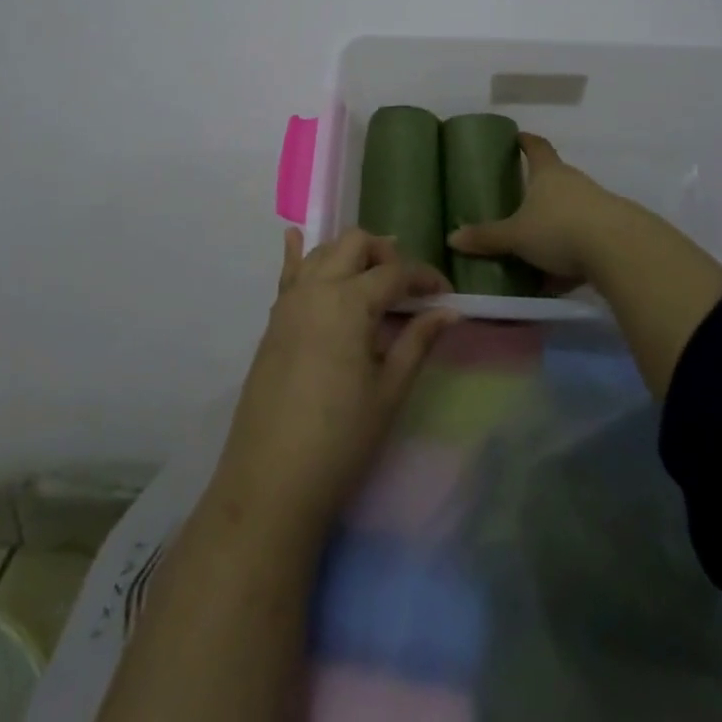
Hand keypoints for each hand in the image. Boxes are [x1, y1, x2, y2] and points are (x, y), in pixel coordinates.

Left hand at [210, 227, 455, 538]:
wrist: (271, 483)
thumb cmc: (341, 440)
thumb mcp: (389, 391)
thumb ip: (418, 341)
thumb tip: (450, 311)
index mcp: (349, 302)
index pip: (396, 272)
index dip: (425, 278)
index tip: (446, 293)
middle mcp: (316, 288)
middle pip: (355, 243)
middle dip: (386, 254)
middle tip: (406, 288)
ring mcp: (289, 301)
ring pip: (323, 251)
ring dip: (351, 254)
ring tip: (372, 278)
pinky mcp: (273, 320)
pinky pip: (288, 272)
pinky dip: (298, 253)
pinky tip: (297, 238)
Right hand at [447, 132, 635, 284]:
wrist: (619, 250)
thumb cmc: (559, 229)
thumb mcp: (516, 236)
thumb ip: (487, 237)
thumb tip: (452, 238)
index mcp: (548, 173)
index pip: (536, 147)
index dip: (525, 141)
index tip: (517, 137)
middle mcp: (574, 182)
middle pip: (554, 178)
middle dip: (538, 189)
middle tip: (518, 200)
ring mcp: (597, 205)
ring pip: (571, 211)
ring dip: (555, 225)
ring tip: (535, 246)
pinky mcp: (612, 231)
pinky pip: (585, 239)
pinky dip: (571, 253)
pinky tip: (560, 278)